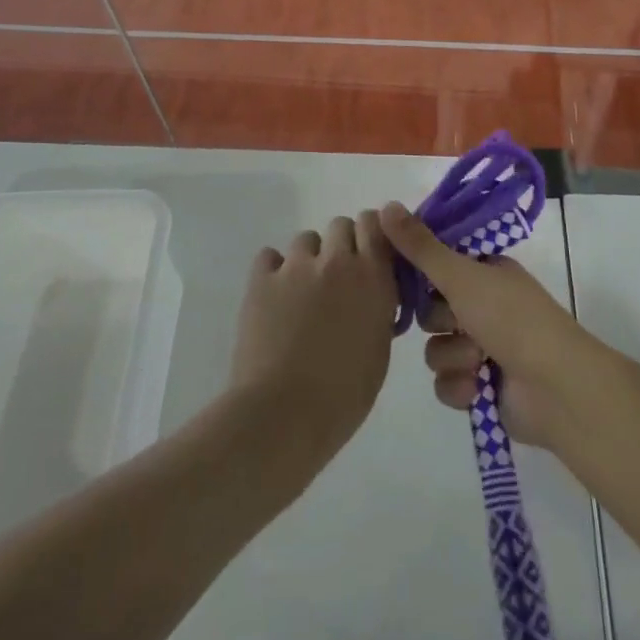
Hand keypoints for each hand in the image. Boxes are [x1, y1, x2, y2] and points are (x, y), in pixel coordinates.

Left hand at [229, 213, 396, 457]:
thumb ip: (377, 307)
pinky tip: (274, 297)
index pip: (375, 224)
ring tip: (301, 294)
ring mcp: (296, 266)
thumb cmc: (343, 397)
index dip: (371, 233)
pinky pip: (270, 256)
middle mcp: (337, 261)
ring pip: (306, 240)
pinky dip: (274, 270)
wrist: (284, 415)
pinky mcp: (262, 278)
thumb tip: (369, 294)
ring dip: (308, 260)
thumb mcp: (378, 349)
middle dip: (341, 246)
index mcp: (372, 278)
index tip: (368, 253)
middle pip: (340, 225)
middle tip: (336, 279)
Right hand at [381, 202, 605, 449]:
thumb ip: (420, 246)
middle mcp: (484, 305)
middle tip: (457, 320)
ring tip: (478, 360)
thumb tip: (385, 205)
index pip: (437, 262)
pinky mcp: (481, 387)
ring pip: (436, 348)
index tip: (402, 273)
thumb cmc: (511, 319)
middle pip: (430, 309)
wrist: (556, 389)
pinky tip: (478, 388)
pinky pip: (446, 383)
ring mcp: (484, 347)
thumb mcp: (461, 275)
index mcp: (485, 271)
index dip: (420, 270)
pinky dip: (459, 386)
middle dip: (439, 321)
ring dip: (453, 356)